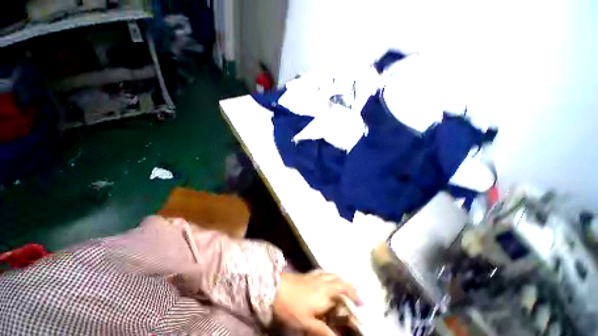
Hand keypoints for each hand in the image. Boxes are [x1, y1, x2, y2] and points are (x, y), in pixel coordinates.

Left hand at [273, 270, 361, 335]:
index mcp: (327, 292)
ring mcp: (316, 276)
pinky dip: (330, 275)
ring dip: (342, 280)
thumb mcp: (308, 323)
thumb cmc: (292, 306)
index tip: (362, 305)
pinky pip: (324, 272)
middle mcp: (324, 281)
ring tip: (346, 288)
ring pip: (333, 274)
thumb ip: (324, 331)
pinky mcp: (309, 274)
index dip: (355, 298)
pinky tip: (328, 278)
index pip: (345, 291)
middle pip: (341, 280)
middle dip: (351, 288)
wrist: (276, 288)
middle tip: (356, 297)